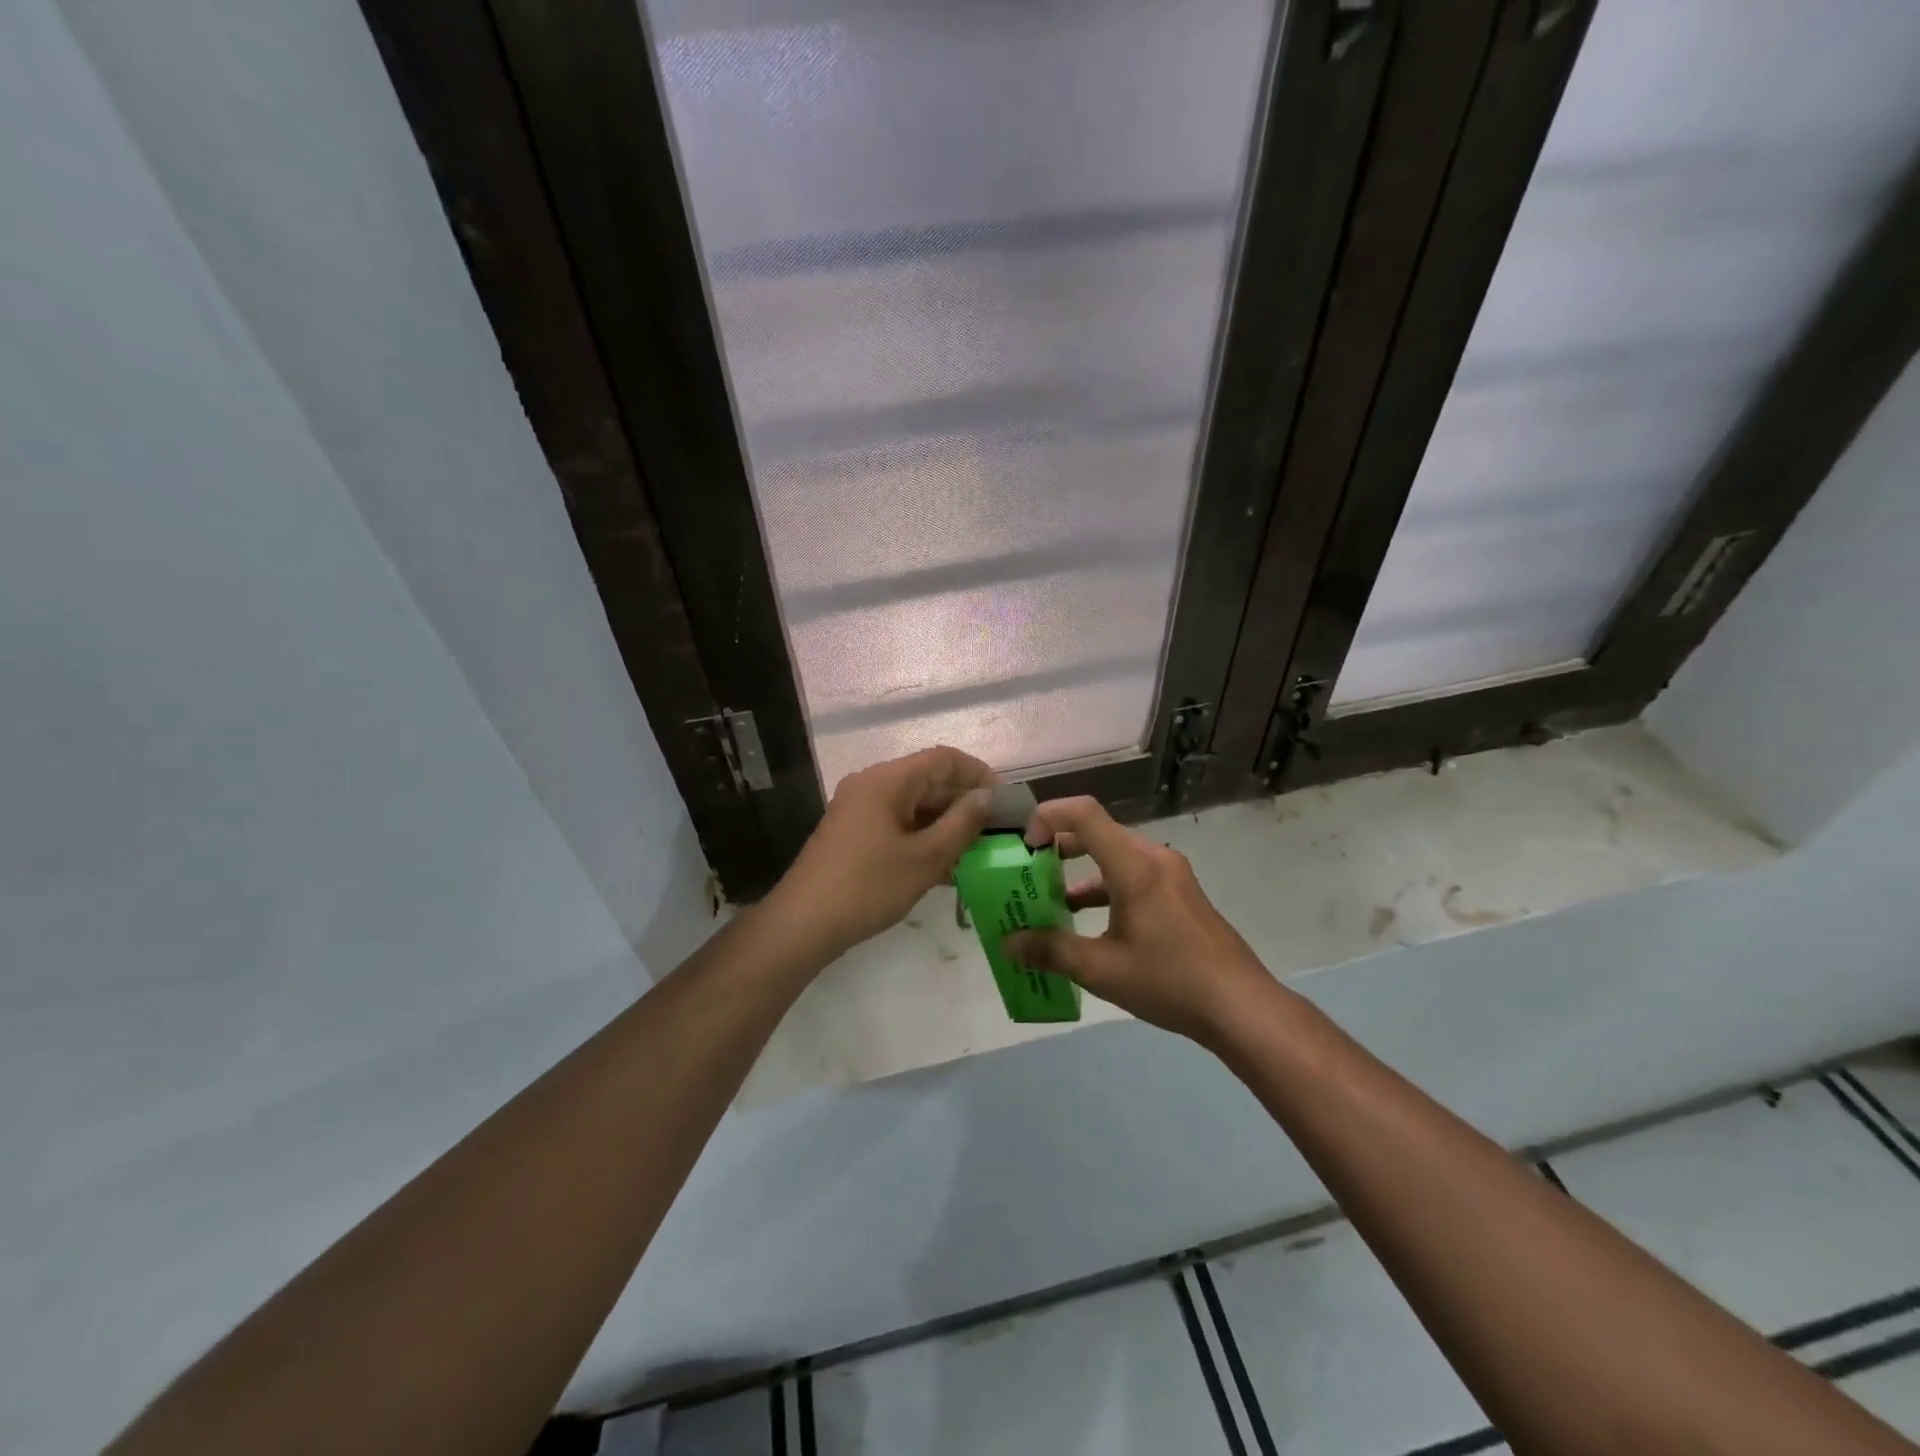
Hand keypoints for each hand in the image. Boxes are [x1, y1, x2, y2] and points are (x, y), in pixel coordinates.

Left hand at [767, 746, 995, 959]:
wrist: (802, 924)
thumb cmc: (869, 886)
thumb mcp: (926, 858)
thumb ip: (961, 823)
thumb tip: (986, 796)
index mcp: (887, 780)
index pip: (943, 758)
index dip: (978, 773)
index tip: (1004, 800)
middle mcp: (871, 784)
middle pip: (927, 779)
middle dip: (963, 801)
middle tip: (996, 829)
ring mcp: (858, 808)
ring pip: (913, 803)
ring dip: (944, 821)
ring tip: (976, 850)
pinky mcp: (852, 832)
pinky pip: (897, 822)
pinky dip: (922, 835)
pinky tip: (944, 865)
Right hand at [1003, 796, 1270, 1042]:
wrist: (1241, 1007)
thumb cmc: (1169, 981)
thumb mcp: (1101, 970)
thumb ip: (1051, 950)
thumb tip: (1008, 943)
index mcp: (1134, 865)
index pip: (1084, 813)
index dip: (1047, 817)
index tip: (1024, 847)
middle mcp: (1153, 857)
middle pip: (1097, 832)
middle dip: (1057, 848)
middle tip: (1027, 872)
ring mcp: (1171, 874)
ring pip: (1114, 855)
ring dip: (1080, 871)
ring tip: (1050, 900)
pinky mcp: (1180, 893)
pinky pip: (1132, 874)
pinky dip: (1104, 886)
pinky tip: (1088, 921)